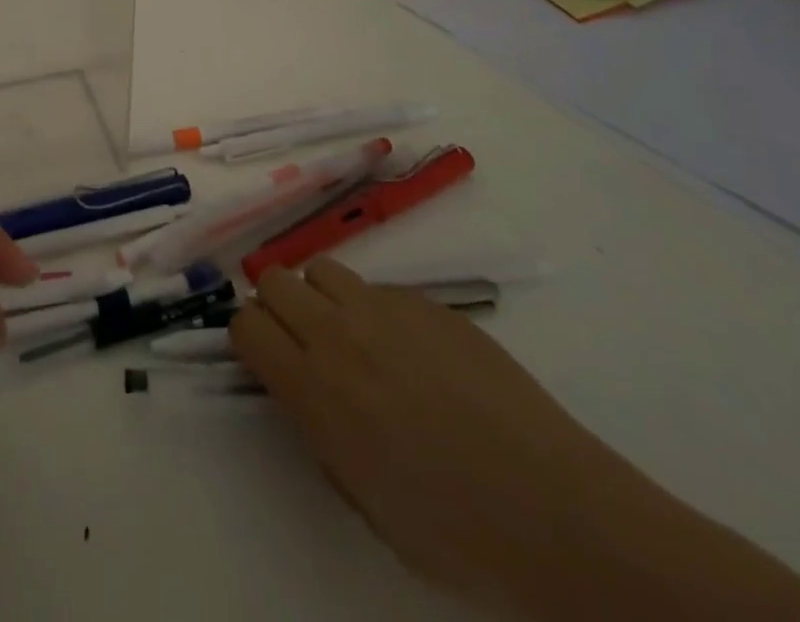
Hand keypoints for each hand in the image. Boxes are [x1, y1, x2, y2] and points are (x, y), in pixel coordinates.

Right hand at [233, 260, 799, 621]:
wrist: (555, 512)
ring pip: (321, 269)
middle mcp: (338, 334)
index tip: (266, 358)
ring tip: (353, 336)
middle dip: (277, 306)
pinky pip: (378, 287)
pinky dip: (376, 308)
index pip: (244, 324)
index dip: (248, 338)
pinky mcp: (428, 302)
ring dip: (322, 297)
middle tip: (303, 342)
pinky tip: (413, 351)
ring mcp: (385, 309)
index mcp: (314, 390)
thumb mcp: (361, 496)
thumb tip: (301, 390)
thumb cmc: (455, 530)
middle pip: (273, 280)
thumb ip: (316, 430)